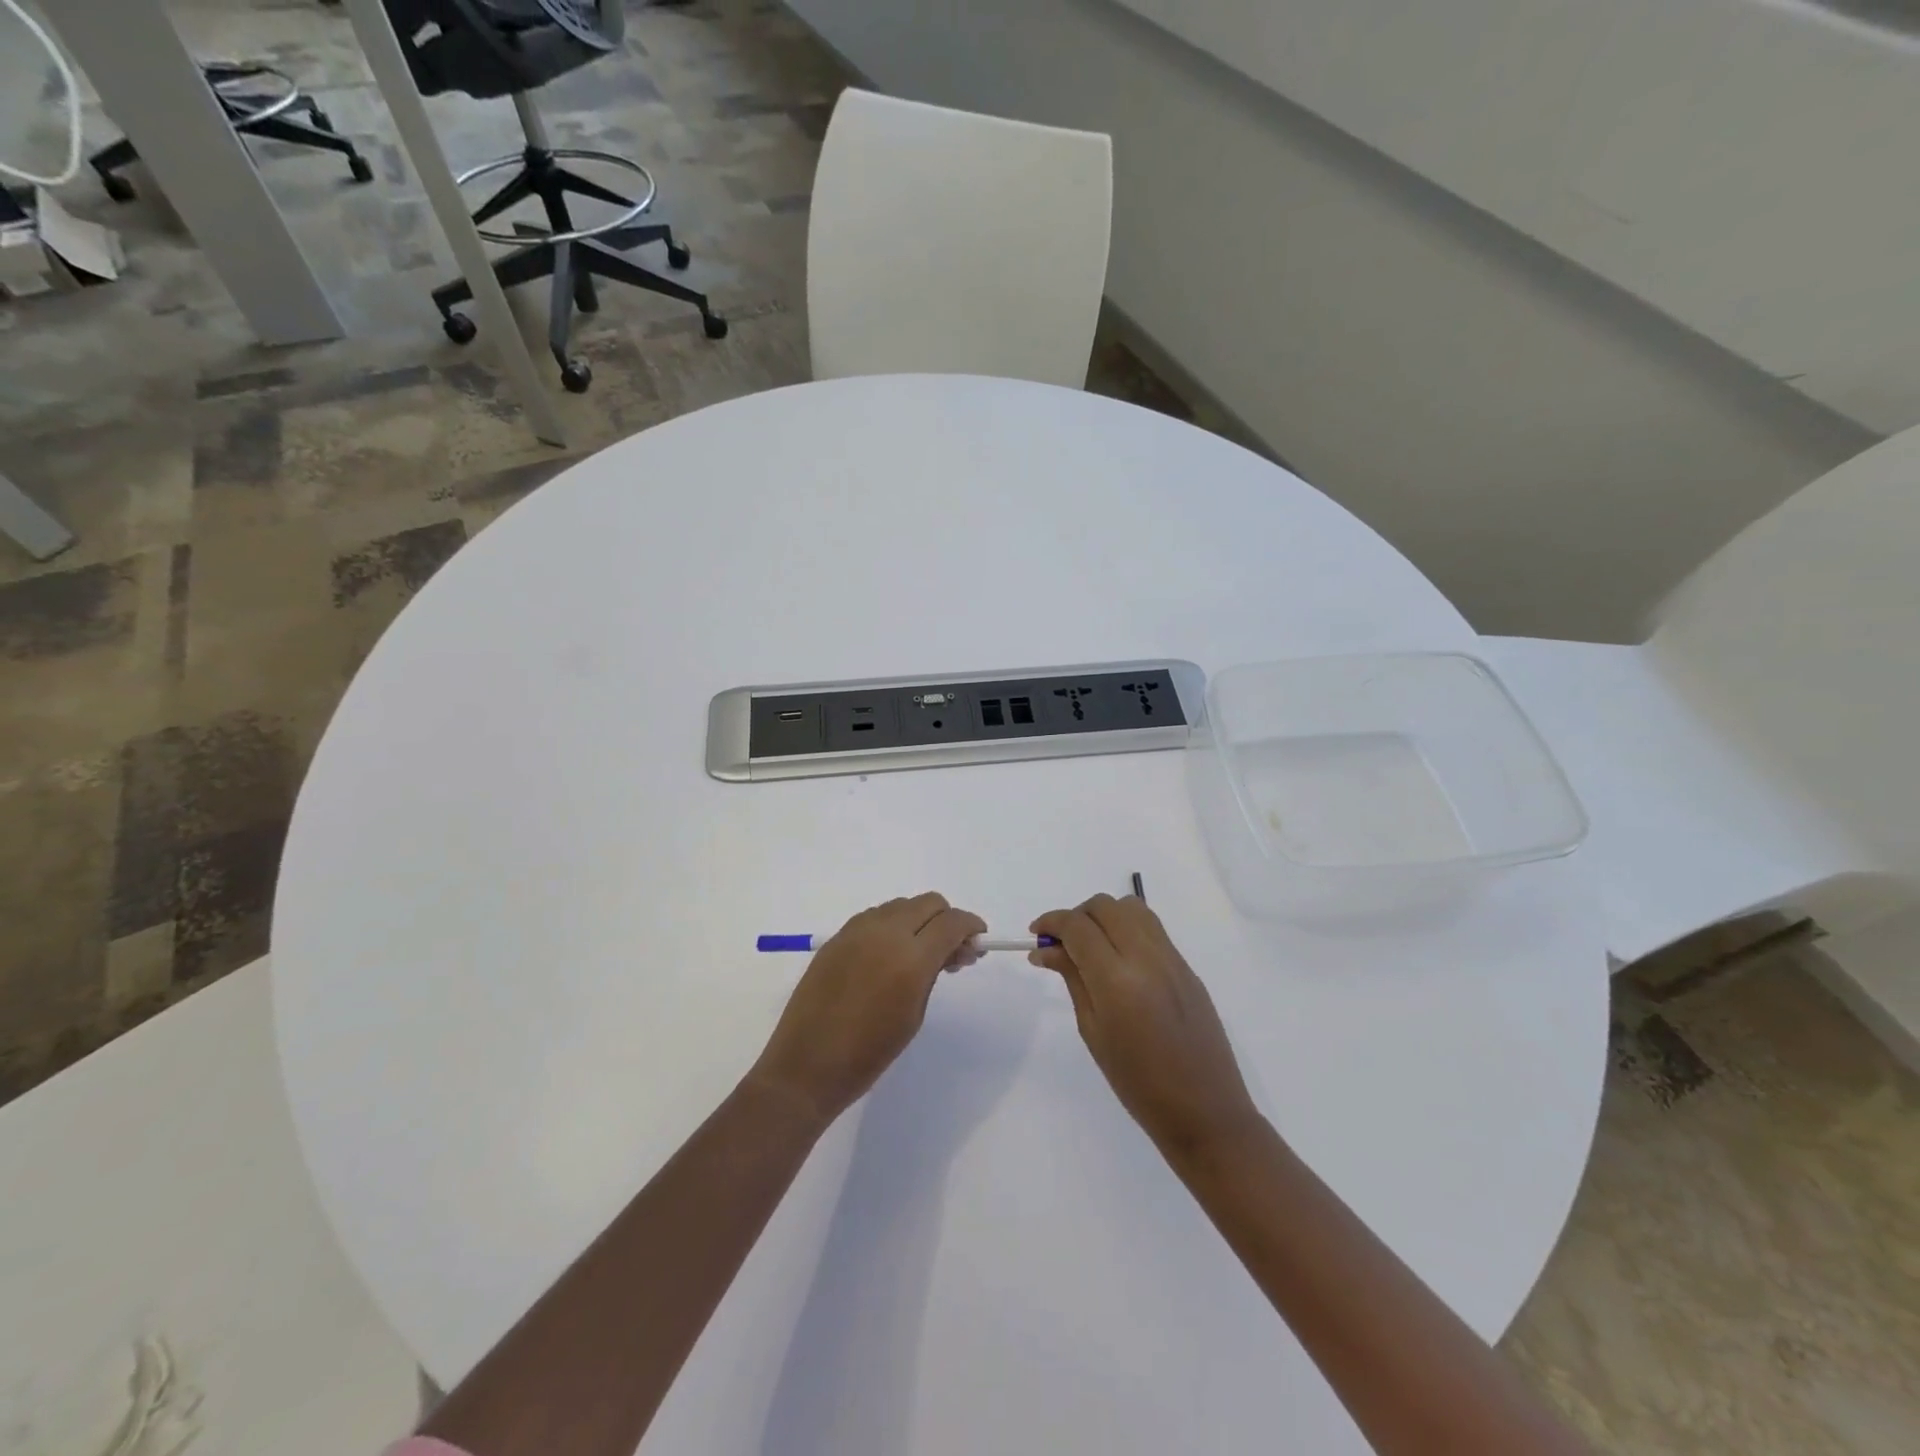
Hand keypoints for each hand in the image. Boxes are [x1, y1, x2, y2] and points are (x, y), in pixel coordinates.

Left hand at [753, 893, 986, 1125]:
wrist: (807, 1065)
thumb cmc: (869, 1053)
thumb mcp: (914, 1014)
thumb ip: (934, 972)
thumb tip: (952, 949)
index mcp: (910, 958)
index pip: (952, 922)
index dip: (971, 926)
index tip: (978, 941)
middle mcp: (885, 933)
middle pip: (929, 903)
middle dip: (947, 920)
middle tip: (951, 951)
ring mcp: (857, 930)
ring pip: (902, 905)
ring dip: (919, 920)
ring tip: (919, 954)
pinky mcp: (838, 936)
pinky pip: (876, 916)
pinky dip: (892, 925)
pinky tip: (890, 954)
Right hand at [1032, 894, 1260, 1158]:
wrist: (1205, 1111)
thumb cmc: (1138, 1084)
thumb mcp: (1093, 1031)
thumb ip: (1072, 979)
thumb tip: (1045, 949)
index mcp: (1117, 980)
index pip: (1078, 926)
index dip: (1051, 922)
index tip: (1036, 934)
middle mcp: (1147, 958)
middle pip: (1105, 906)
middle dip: (1077, 916)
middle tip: (1062, 944)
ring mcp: (1172, 959)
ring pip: (1132, 908)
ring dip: (1104, 916)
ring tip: (1092, 947)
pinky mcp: (1187, 966)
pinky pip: (1152, 928)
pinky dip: (1127, 929)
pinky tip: (1120, 960)